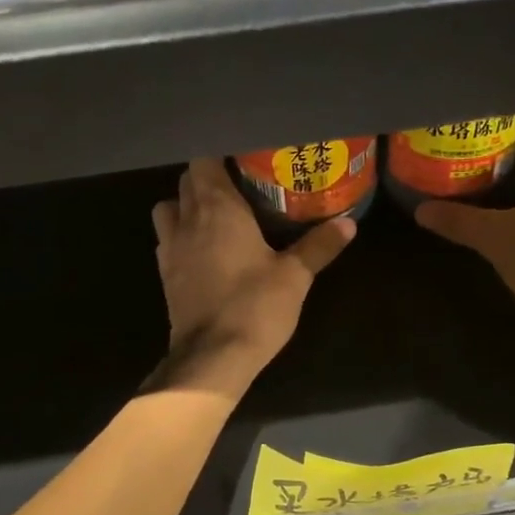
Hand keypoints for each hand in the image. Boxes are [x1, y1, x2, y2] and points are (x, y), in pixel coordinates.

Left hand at [152, 159, 355, 387]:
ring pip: (168, 208)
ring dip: (186, 206)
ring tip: (216, 219)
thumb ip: (319, 246)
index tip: (245, 162)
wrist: (212, 358)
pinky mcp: (165, 276)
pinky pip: (167, 241)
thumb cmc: (254, 308)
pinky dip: (181, 237)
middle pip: (187, 181)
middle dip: (209, 180)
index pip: (204, 160)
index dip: (221, 156)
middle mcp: (187, 220)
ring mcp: (170, 248)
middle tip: (240, 189)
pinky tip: (205, 252)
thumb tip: (349, 224)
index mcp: (217, 208)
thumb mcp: (295, 277)